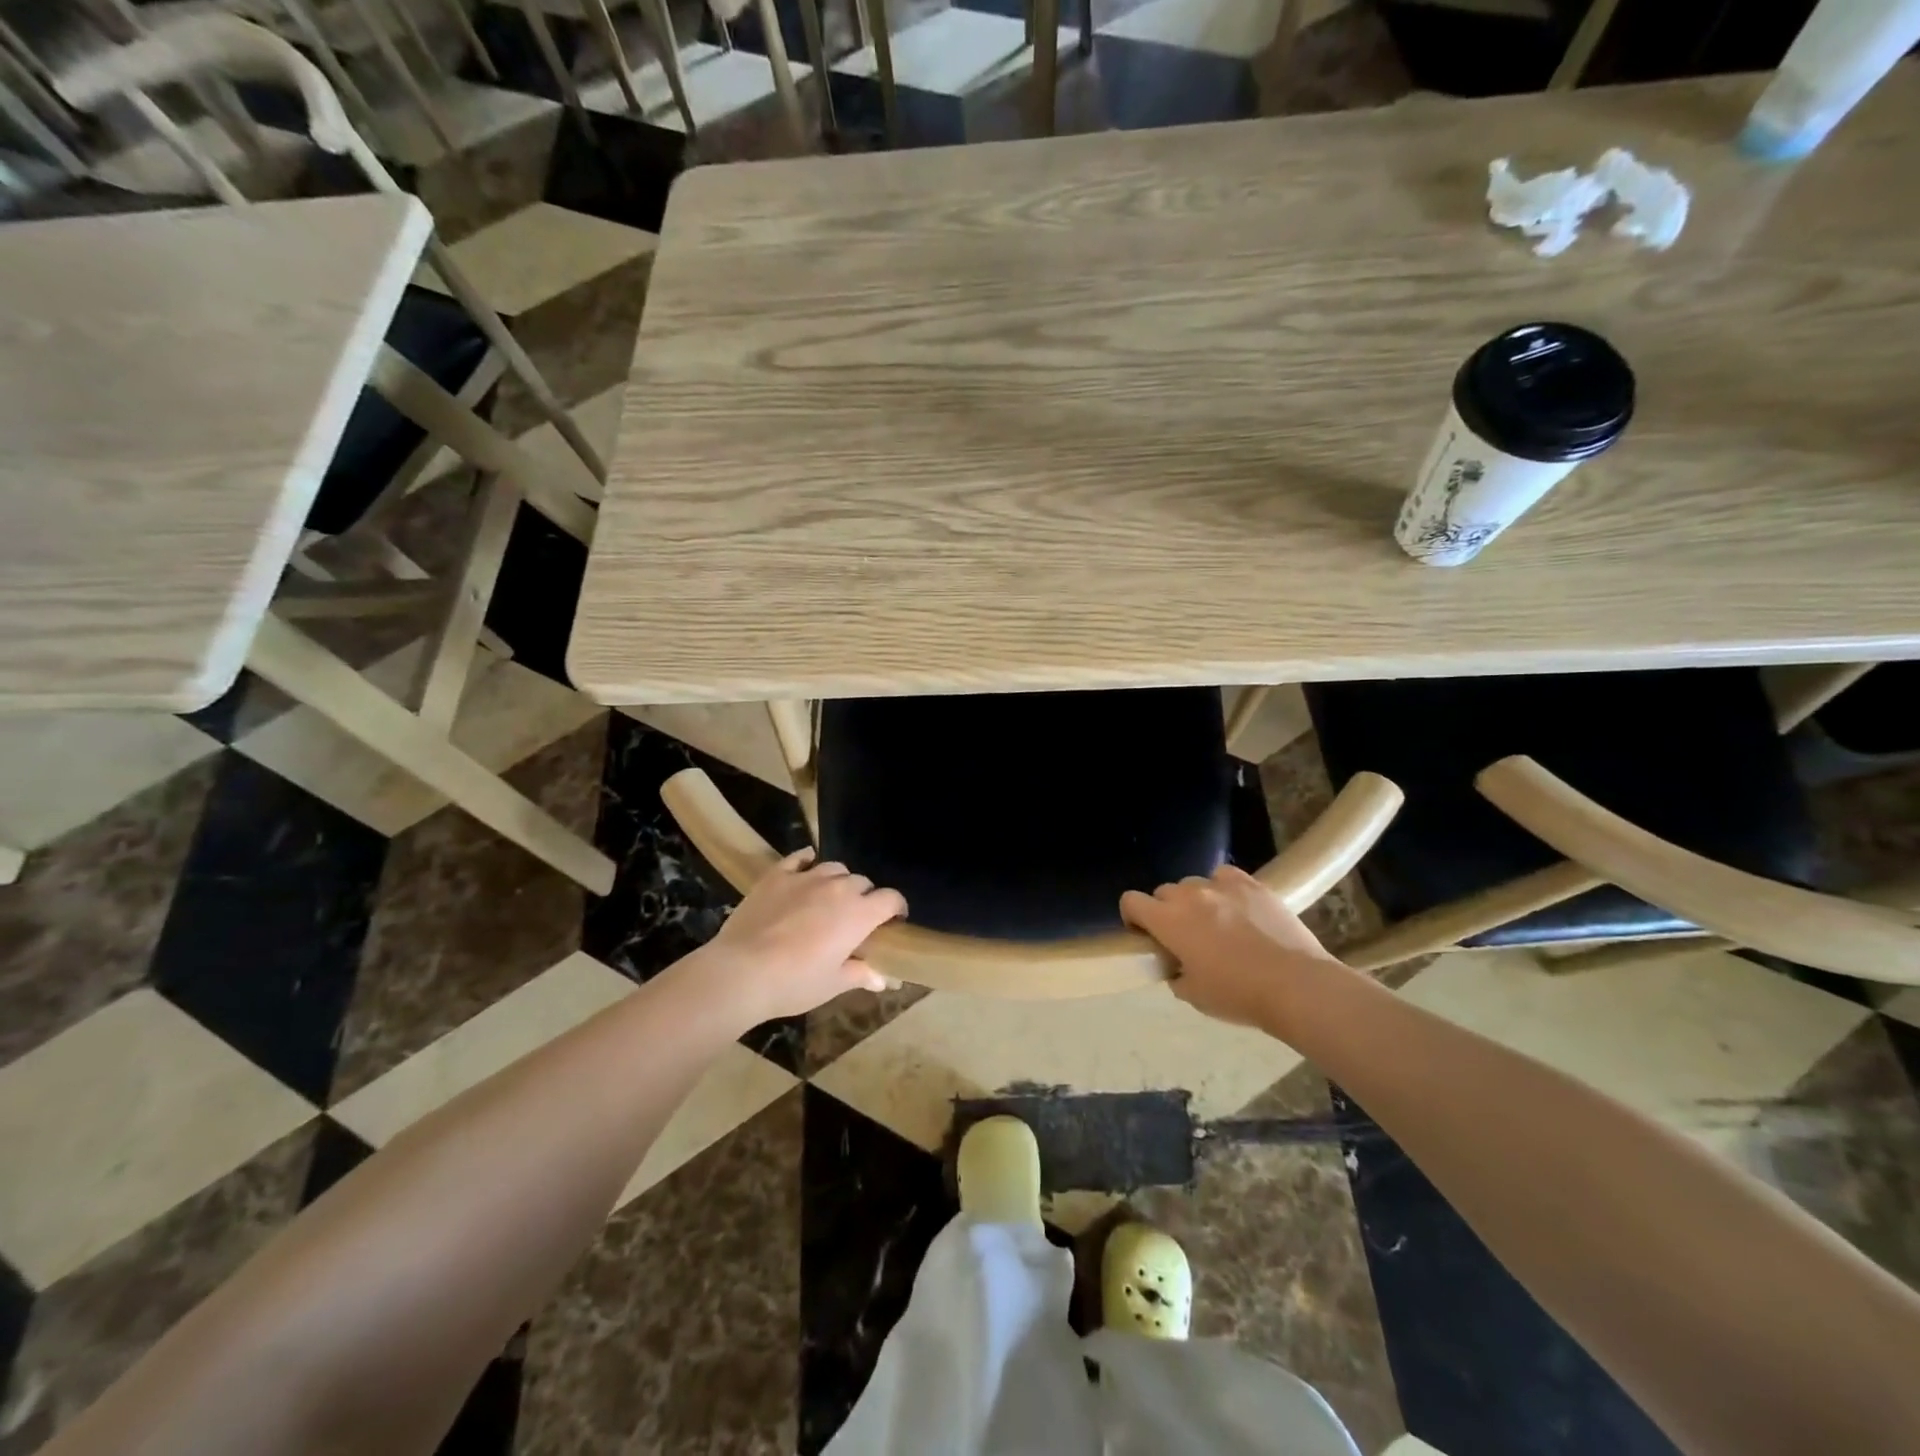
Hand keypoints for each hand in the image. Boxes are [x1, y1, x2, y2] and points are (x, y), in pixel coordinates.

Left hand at [695, 850, 907, 1024]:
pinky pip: (799, 858)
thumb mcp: (833, 985)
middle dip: (865, 897)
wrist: (742, 971)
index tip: (894, 921)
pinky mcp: (777, 875)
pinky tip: (806, 867)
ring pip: (834, 868)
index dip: (897, 908)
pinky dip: (807, 861)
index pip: (891, 899)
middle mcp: (838, 888)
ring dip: (839, 881)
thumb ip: (860, 975)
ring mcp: (806, 877)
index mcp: (859, 914)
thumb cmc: (795, 983)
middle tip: (855, 918)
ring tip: (830, 897)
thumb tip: (882, 978)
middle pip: (862, 882)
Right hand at [1120, 865, 1342, 1027]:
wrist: (1294, 984)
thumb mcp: (1193, 994)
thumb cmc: (1237, 994)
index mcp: (1167, 921)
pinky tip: (1236, 907)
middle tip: (1184, 936)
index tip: (1145, 935)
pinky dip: (1223, 888)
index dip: (1133, 917)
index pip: (1131, 901)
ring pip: (1194, 883)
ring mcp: (1221, 886)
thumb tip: (1177, 965)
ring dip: (1196, 900)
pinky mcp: (1251, 884)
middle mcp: (1189, 895)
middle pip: (1163, 892)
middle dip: (1166, 911)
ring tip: (1215, 922)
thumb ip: (1175, 973)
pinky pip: (1225, 876)